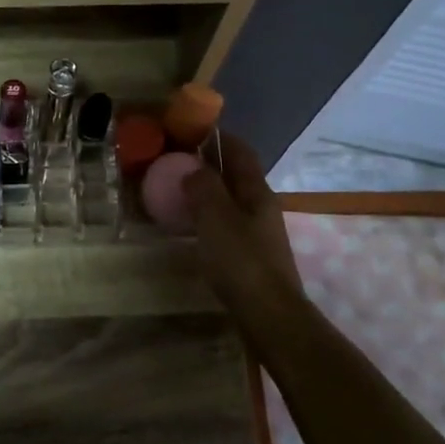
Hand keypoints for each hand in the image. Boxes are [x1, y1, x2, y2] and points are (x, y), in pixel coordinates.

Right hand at [182, 134, 300, 310]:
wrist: (269, 315)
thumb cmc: (241, 261)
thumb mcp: (215, 218)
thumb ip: (203, 188)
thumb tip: (193, 169)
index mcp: (256, 192)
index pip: (240, 152)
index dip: (219, 137)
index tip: (192, 128)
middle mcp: (261, 207)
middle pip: (235, 175)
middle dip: (209, 163)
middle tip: (175, 159)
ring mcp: (258, 232)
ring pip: (230, 200)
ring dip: (206, 190)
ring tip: (176, 189)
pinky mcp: (250, 255)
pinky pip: (225, 223)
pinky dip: (207, 216)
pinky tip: (189, 225)